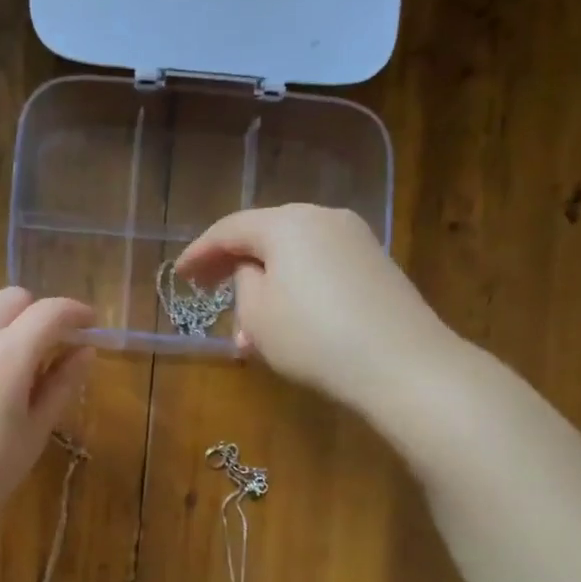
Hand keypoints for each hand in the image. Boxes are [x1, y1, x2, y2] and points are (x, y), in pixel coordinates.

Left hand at [0, 288, 94, 543]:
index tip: (88, 325)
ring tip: (0, 357)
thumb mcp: (35, 432)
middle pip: (11, 298)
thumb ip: (62, 384)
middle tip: (45, 345)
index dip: (76, 313)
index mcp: (7, 355)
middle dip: (35, 313)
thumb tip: (84, 350)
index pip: (50, 312)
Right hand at [175, 204, 465, 426]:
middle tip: (208, 292)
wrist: (401, 363)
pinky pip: (321, 269)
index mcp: (287, 223)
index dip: (199, 252)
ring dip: (265, 286)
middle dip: (234, 267)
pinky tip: (287, 325)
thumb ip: (243, 283)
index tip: (179, 275)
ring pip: (294, 256)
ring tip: (248, 328)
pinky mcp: (376, 266)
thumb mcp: (257, 315)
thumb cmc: (313, 337)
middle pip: (265, 236)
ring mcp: (356, 240)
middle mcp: (323, 218)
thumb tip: (253, 272)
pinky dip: (295, 290)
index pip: (230, 229)